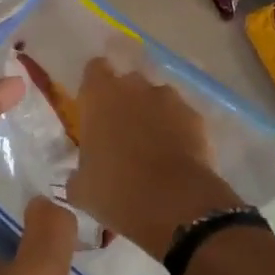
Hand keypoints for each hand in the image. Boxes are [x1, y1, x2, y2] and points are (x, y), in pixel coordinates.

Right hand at [69, 55, 240, 260]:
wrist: (174, 204)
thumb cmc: (116, 191)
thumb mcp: (81, 188)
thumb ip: (78, 173)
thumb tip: (79, 177)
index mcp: (100, 96)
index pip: (95, 69)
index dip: (95, 86)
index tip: (93, 107)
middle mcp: (136, 87)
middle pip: (129, 82)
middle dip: (126, 100)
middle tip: (121, 131)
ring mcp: (170, 100)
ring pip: (158, 99)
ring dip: (153, 114)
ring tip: (152, 146)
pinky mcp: (196, 118)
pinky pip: (182, 118)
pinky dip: (178, 131)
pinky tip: (176, 157)